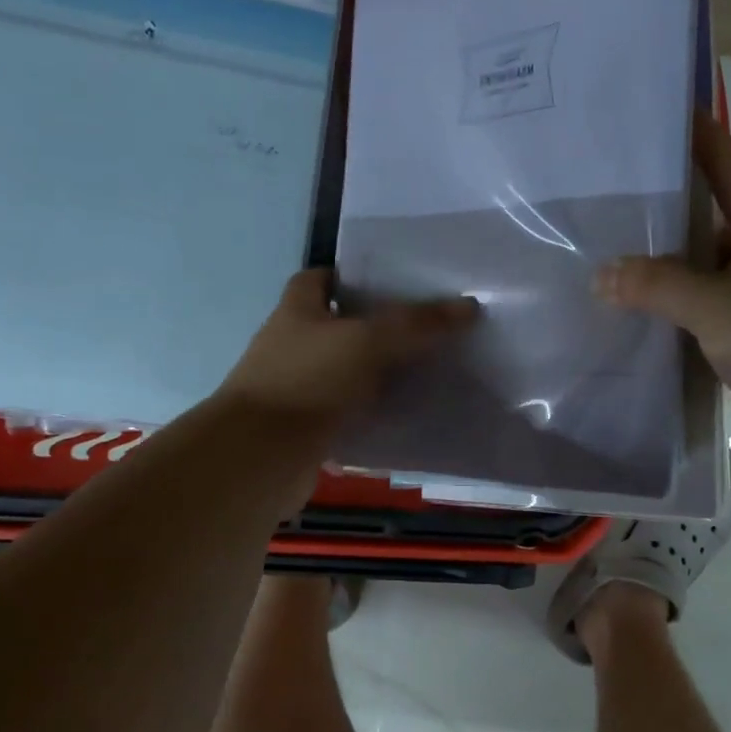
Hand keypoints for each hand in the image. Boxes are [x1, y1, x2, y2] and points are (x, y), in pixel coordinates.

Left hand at [219, 268, 476, 433]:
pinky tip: (404, 416)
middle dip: (374, 326)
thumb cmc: (308, 381)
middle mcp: (291, 345)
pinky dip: (370, 414)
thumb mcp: (368, 342)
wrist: (262, 456)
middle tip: (422, 328)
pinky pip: (345, 413)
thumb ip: (417, 324)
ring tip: (424, 371)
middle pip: (335, 326)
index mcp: (296, 311)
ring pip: (343, 372)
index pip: (317, 278)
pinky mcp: (305, 428)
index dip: (349, 274)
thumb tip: (468, 307)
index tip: (389, 282)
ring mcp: (295, 389)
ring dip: (375, 373)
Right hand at [594, 114, 730, 467]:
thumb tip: (601, 275)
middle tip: (601, 195)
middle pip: (701, 221)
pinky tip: (622, 316)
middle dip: (658, 209)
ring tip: (597, 255)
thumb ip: (658, 285)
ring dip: (654, 270)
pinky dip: (661, 316)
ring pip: (692, 274)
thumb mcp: (720, 303)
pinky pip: (691, 319)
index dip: (698, 137)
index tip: (658, 113)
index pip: (728, 167)